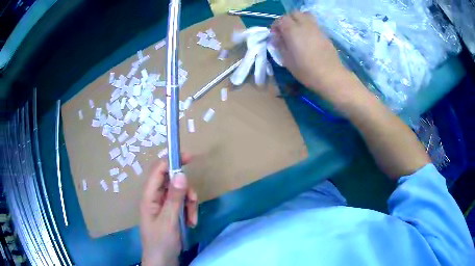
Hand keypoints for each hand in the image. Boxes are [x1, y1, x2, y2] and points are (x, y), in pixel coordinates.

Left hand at [140, 155, 197, 265]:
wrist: (162, 261)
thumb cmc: (161, 242)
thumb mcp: (169, 221)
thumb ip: (174, 198)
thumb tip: (181, 174)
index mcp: (149, 196)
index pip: (158, 170)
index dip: (172, 160)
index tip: (189, 157)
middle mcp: (155, 197)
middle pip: (172, 181)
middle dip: (185, 191)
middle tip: (193, 201)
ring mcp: (163, 206)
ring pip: (180, 193)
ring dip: (189, 204)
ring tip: (191, 219)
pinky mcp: (170, 213)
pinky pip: (182, 204)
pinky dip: (189, 211)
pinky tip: (191, 223)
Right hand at [271, 12, 355, 101]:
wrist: (331, 76)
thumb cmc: (306, 70)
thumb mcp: (287, 60)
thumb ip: (280, 46)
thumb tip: (276, 38)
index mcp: (293, 30)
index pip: (281, 19)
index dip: (276, 25)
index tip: (275, 35)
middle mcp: (305, 25)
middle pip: (294, 14)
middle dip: (287, 20)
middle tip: (286, 31)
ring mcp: (316, 28)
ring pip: (305, 15)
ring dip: (299, 20)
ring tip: (297, 32)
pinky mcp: (324, 34)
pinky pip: (313, 24)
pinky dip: (308, 26)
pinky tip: (308, 39)